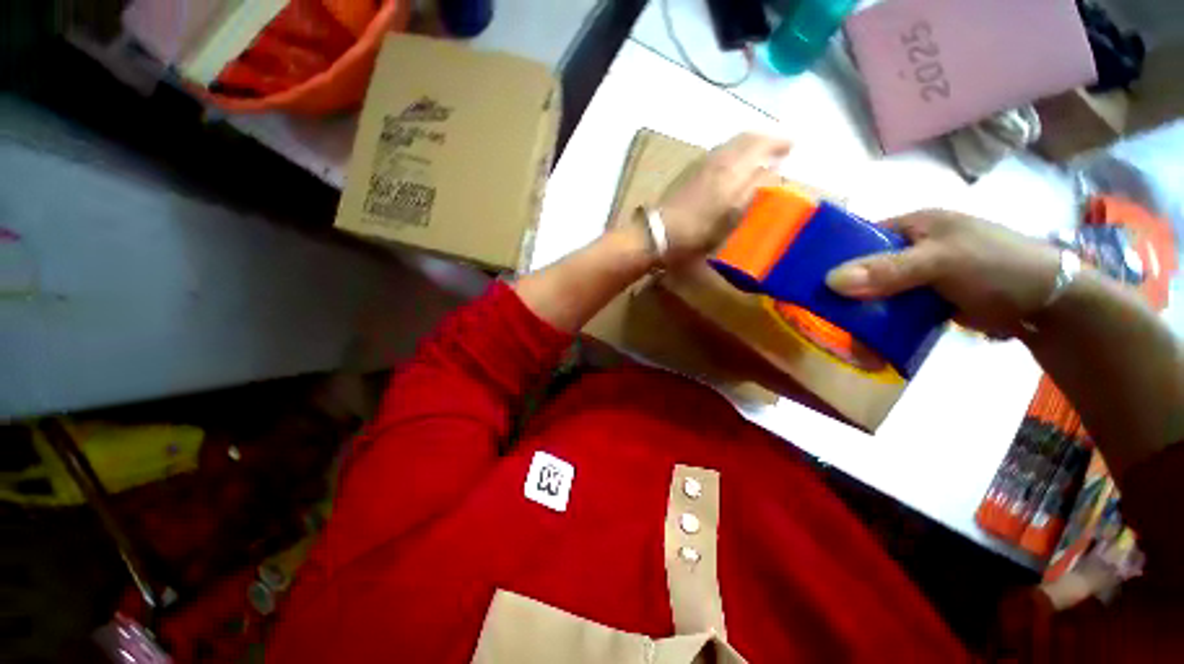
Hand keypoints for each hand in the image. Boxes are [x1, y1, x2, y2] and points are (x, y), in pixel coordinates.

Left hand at [656, 133, 790, 266]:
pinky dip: (732, 153)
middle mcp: (716, 157)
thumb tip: (771, 170)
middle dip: (764, 140)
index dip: (778, 142)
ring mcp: (699, 163)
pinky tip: (732, 167)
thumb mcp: (731, 215)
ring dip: (747, 146)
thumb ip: (753, 189)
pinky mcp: (688, 172)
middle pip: (744, 138)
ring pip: (729, 145)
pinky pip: (717, 153)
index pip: (760, 142)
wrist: (658, 231)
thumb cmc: (697, 229)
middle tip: (778, 147)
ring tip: (758, 156)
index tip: (792, 145)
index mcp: (731, 167)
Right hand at [825, 210, 1061, 336]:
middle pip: (862, 269)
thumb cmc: (997, 265)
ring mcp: (917, 277)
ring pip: (875, 293)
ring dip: (860, 313)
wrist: (1049, 304)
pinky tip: (867, 342)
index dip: (830, 256)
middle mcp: (909, 249)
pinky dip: (880, 325)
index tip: (805, 281)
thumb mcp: (942, 261)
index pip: (857, 237)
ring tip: (839, 335)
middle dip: (842, 292)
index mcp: (911, 226)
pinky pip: (892, 311)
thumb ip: (888, 270)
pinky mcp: (925, 301)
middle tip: (817, 313)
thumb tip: (829, 281)